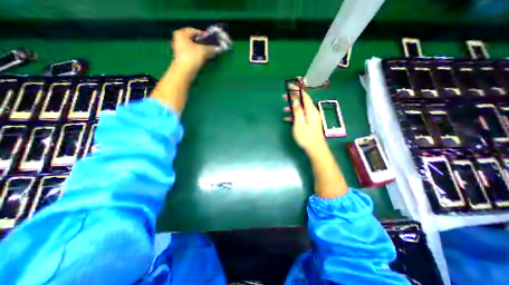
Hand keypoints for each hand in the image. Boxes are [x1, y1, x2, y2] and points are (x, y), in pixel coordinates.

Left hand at [172, 26, 217, 69]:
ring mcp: (180, 49)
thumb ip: (212, 48)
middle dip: (203, 43)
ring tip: (210, 53)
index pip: (195, 31)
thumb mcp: (203, 51)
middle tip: (212, 46)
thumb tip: (220, 48)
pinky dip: (198, 55)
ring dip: (202, 50)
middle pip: (194, 39)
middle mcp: (179, 39)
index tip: (212, 39)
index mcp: (181, 33)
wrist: (184, 72)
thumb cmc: (192, 57)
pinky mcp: (182, 58)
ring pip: (194, 47)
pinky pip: (192, 53)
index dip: (204, 35)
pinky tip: (205, 58)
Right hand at [285, 84, 327, 155]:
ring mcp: (311, 118)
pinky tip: (287, 118)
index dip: (297, 89)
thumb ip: (297, 111)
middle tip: (284, 96)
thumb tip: (295, 101)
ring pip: (301, 109)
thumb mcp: (299, 124)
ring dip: (293, 107)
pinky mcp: (309, 123)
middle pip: (303, 101)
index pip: (304, 96)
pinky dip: (294, 116)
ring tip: (283, 108)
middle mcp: (312, 112)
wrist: (315, 149)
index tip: (290, 85)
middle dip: (293, 98)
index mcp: (311, 110)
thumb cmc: (306, 137)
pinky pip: (301, 116)